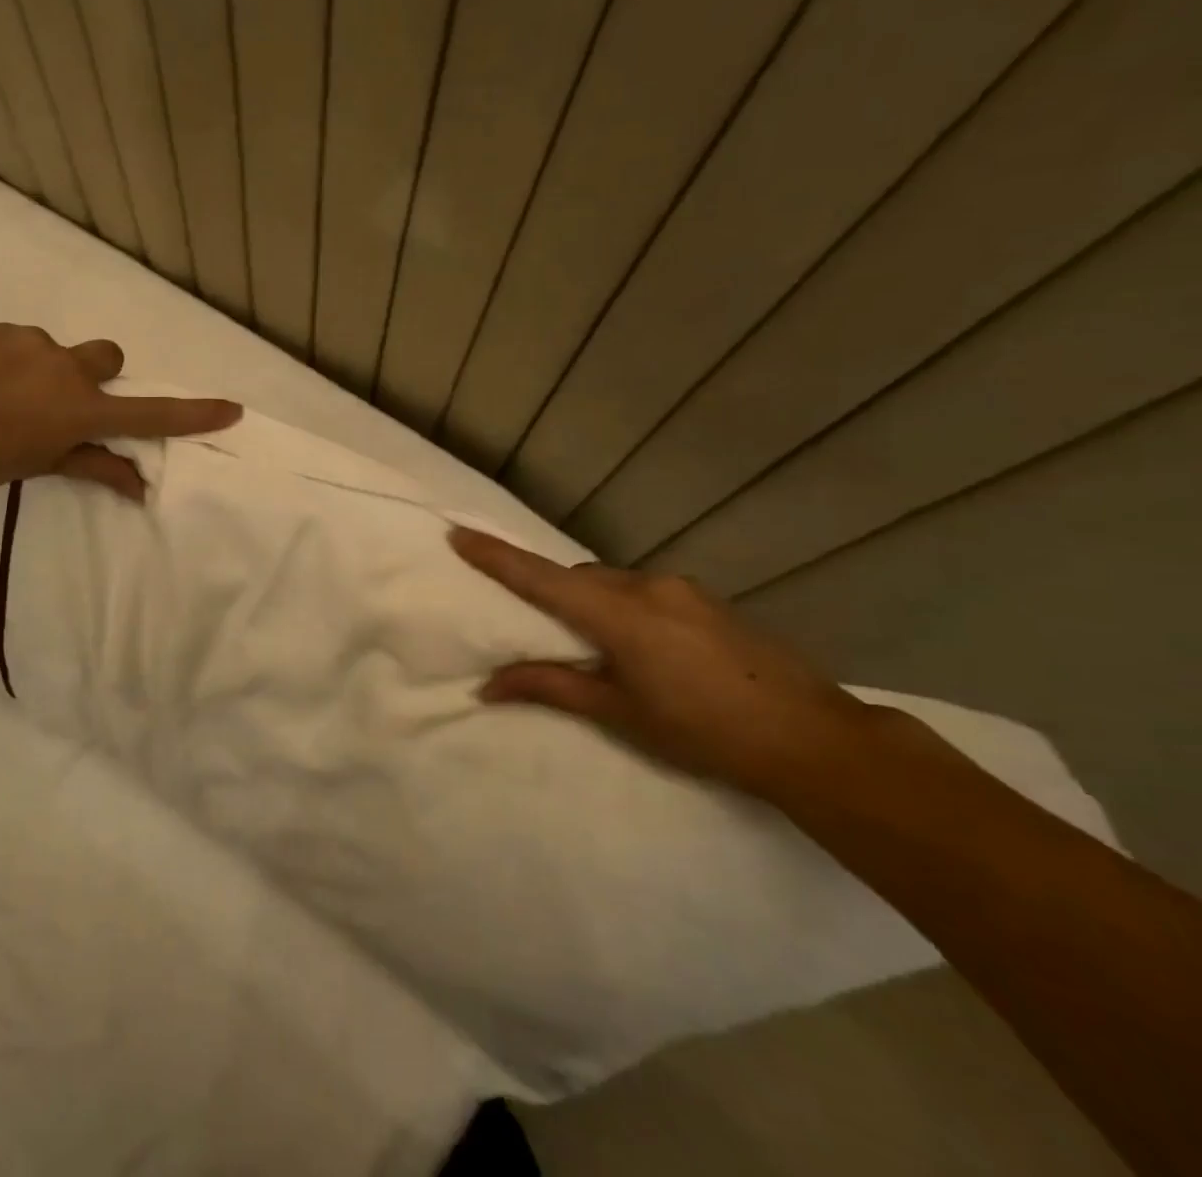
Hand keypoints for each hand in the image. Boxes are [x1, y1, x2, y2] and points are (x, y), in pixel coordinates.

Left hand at [0, 325, 239, 499]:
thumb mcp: (40, 466)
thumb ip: (93, 466)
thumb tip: (139, 486)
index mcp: (83, 409)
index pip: (152, 415)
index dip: (194, 415)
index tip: (231, 409)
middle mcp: (70, 368)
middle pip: (109, 360)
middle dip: (98, 378)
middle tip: (62, 404)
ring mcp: (36, 342)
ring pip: (61, 353)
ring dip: (48, 372)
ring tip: (6, 398)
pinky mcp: (3, 329)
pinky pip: (25, 344)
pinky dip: (16, 362)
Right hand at [449, 527, 882, 798]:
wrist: (814, 740)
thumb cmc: (704, 733)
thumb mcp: (620, 713)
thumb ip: (552, 688)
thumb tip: (488, 685)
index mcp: (619, 614)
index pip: (542, 579)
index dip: (497, 557)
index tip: (458, 533)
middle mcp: (648, 587)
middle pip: (579, 577)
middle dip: (554, 593)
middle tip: (543, 630)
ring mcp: (683, 590)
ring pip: (614, 584)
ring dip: (594, 604)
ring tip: (600, 651)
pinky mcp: (708, 600)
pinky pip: (646, 592)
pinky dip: (626, 609)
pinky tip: (648, 651)